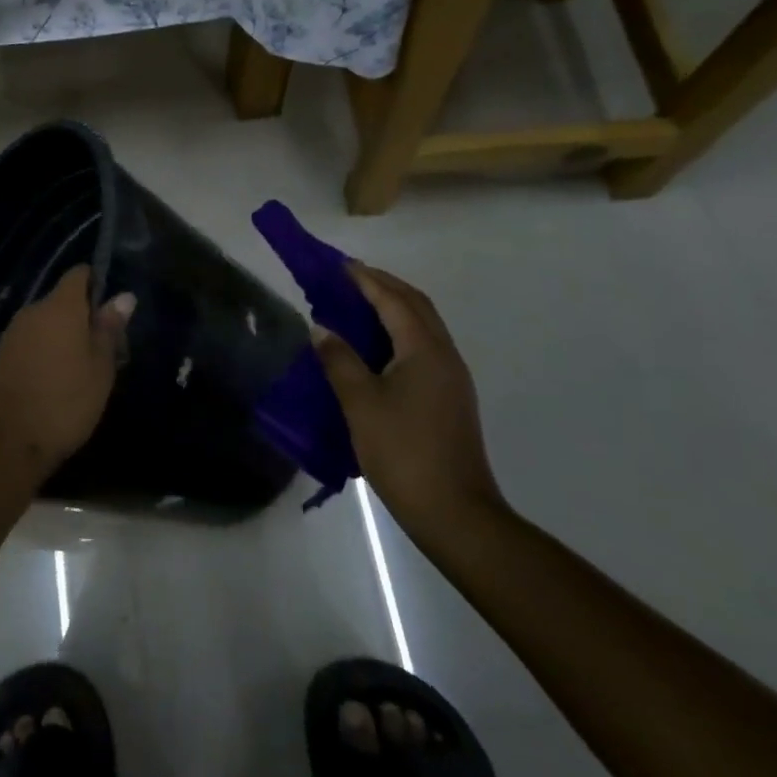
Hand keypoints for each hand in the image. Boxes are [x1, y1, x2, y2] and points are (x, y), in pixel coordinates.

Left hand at [0, 265, 135, 483]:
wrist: (8, 441)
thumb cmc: (65, 402)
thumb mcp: (100, 368)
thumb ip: (109, 329)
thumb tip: (123, 296)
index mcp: (60, 307)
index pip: (79, 274)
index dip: (96, 284)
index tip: (111, 312)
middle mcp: (32, 311)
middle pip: (62, 300)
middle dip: (82, 317)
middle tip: (104, 351)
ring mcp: (12, 333)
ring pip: (45, 322)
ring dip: (62, 336)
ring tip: (81, 371)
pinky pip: (29, 341)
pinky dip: (44, 351)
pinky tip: (54, 380)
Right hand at [312, 263, 505, 543]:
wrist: (454, 511)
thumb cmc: (403, 451)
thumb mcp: (360, 403)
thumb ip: (339, 360)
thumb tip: (322, 329)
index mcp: (424, 350)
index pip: (394, 300)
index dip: (366, 279)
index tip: (338, 264)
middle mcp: (444, 355)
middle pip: (415, 306)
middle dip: (383, 286)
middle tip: (346, 278)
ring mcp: (451, 378)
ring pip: (422, 326)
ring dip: (392, 308)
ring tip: (355, 305)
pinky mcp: (448, 397)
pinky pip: (422, 347)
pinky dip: (397, 332)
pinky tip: (374, 347)